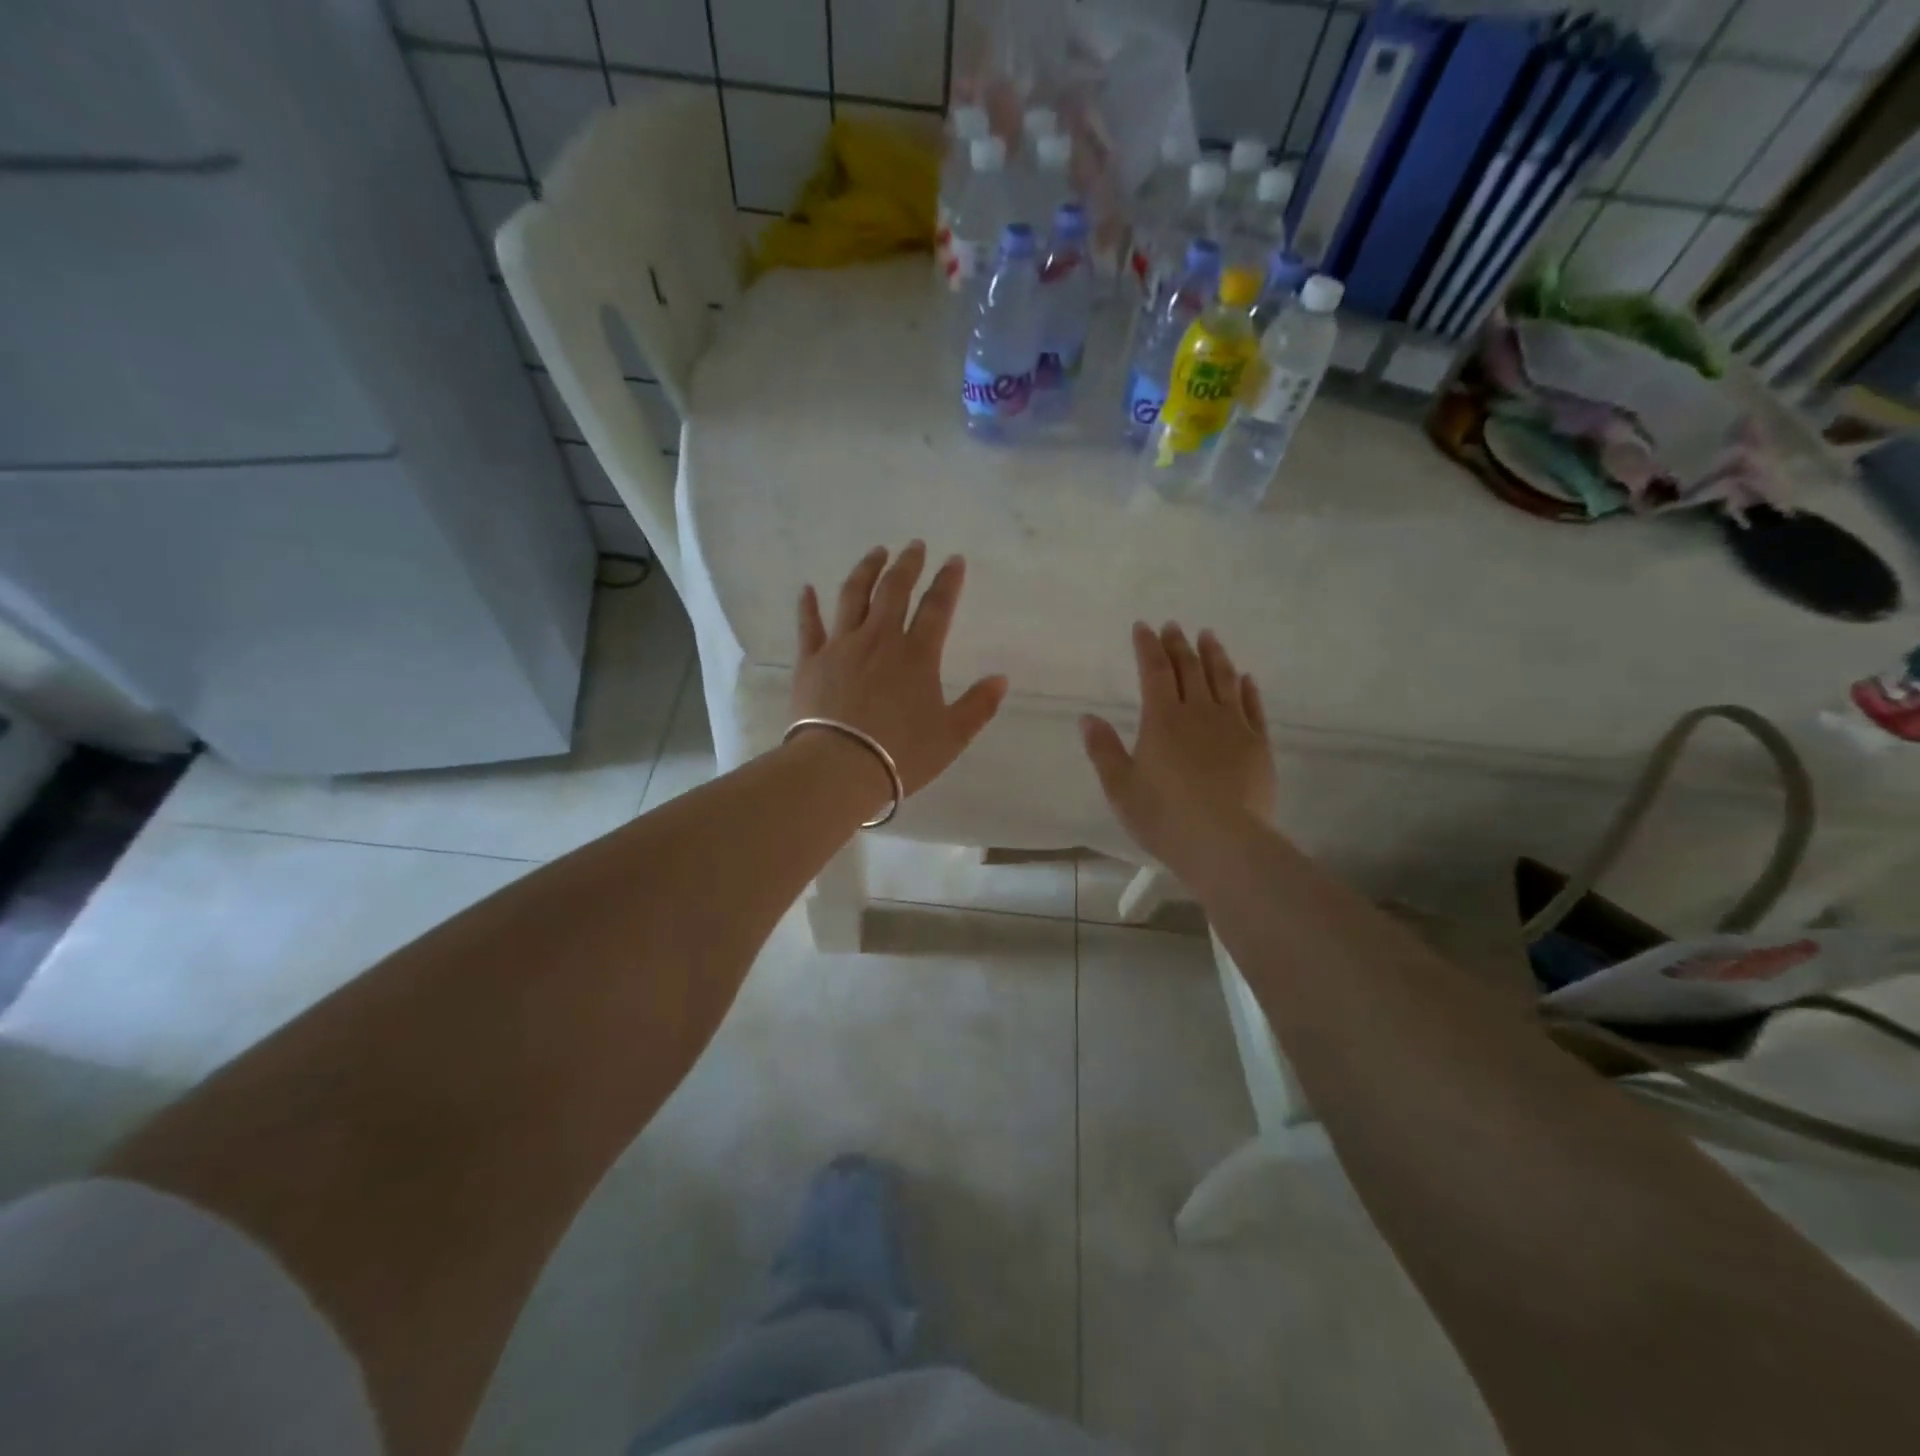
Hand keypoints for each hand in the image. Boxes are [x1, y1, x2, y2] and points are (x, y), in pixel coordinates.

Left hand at [793, 542, 1008, 798]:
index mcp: (917, 655)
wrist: (840, 767)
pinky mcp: (810, 661)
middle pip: (894, 591)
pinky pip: (808, 625)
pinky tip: (807, 589)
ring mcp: (841, 646)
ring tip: (875, 553)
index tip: (954, 559)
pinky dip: (807, 606)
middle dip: (907, 564)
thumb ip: (978, 706)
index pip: (937, 608)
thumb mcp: (951, 736)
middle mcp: (880, 640)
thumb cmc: (901, 754)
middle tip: (914, 546)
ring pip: (854, 596)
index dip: (948, 582)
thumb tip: (1001, 678)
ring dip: (866, 570)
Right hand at [1080, 623, 1277, 871]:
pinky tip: (1246, 678)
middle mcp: (1199, 712)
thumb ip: (1103, 750)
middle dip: (1179, 644)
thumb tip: (1087, 717)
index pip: (1153, 671)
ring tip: (1209, 637)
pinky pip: (1253, 707)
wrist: (1225, 842)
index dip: (1147, 646)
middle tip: (1174, 626)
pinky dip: (1247, 688)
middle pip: (1189, 669)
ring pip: (1224, 680)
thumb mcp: (1121, 787)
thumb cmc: (1164, 817)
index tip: (1143, 626)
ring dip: (1215, 655)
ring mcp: (1233, 726)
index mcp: (1162, 719)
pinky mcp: (1258, 745)